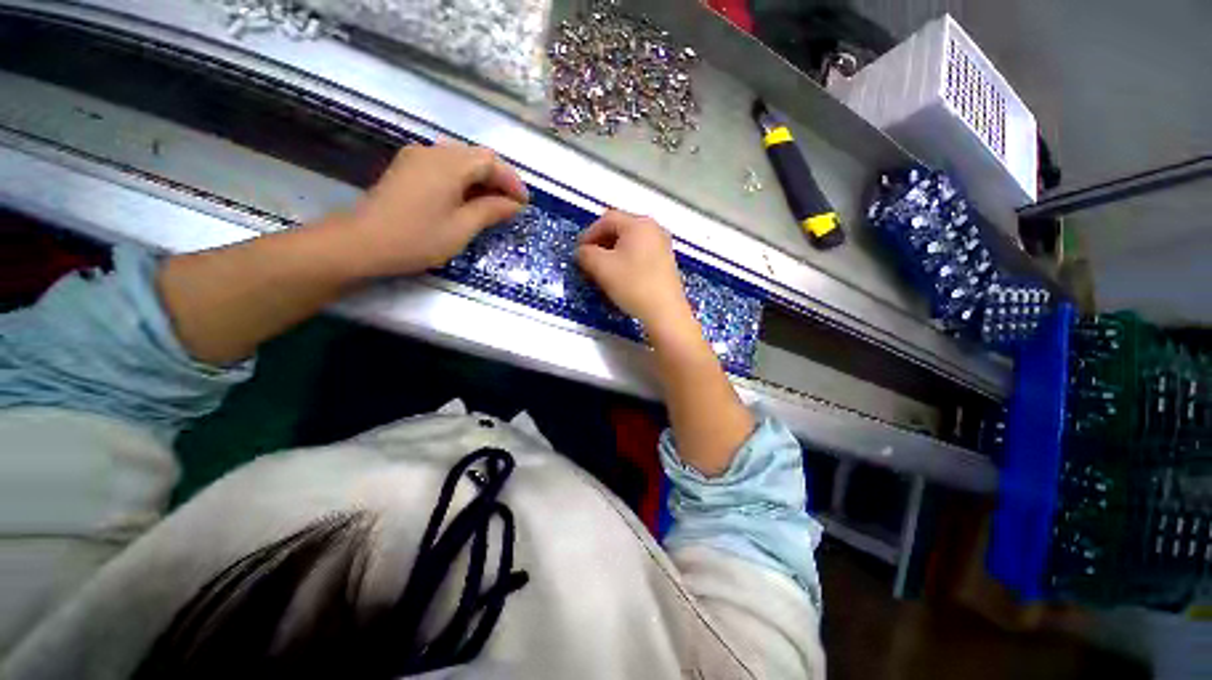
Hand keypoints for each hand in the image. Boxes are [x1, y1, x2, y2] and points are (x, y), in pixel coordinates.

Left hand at [337, 141, 528, 277]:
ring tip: (494, 204)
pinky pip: (444, 166)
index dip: (511, 181)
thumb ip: (490, 211)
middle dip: (499, 178)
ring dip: (482, 179)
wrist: (362, 243)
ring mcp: (416, 158)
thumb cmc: (417, 238)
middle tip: (512, 204)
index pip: (490, 161)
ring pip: (460, 160)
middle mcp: (432, 152)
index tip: (524, 203)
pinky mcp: (408, 168)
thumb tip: (513, 204)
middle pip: (475, 156)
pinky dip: (463, 180)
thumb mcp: (462, 228)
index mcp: (448, 164)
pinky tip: (469, 199)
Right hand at [576, 210, 693, 334]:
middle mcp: (654, 229)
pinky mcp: (666, 262)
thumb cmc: (633, 285)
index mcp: (639, 224)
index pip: (607, 219)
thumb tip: (583, 252)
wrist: (665, 312)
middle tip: (589, 260)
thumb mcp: (601, 268)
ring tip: (603, 270)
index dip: (589, 233)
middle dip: (601, 243)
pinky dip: (627, 260)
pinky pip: (641, 254)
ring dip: (613, 253)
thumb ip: (586, 254)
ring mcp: (663, 245)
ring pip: (630, 243)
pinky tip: (621, 276)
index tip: (579, 251)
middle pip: (620, 229)